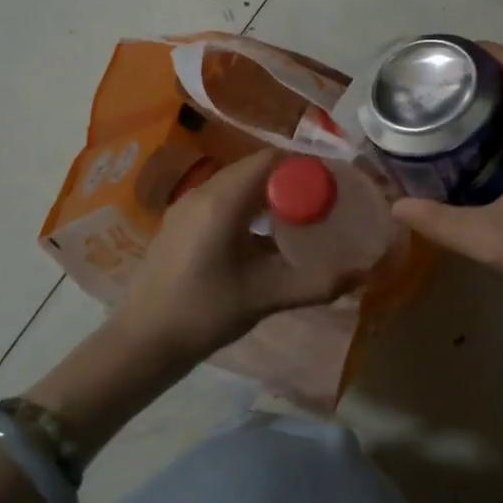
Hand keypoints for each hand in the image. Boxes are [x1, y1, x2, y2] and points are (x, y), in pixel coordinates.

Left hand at [115, 149, 361, 362]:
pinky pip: (222, 198)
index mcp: (222, 201)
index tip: (332, 184)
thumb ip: (314, 283)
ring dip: (269, 192)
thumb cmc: (203, 313)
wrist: (141, 342)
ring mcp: (187, 205)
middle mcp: (203, 192)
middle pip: (255, 167)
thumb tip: (361, 274)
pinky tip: (262, 234)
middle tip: (322, 201)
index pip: (270, 160)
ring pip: (238, 182)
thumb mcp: (264, 297)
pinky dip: (248, 204)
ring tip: (298, 217)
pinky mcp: (180, 221)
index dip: (305, 166)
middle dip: (291, 179)